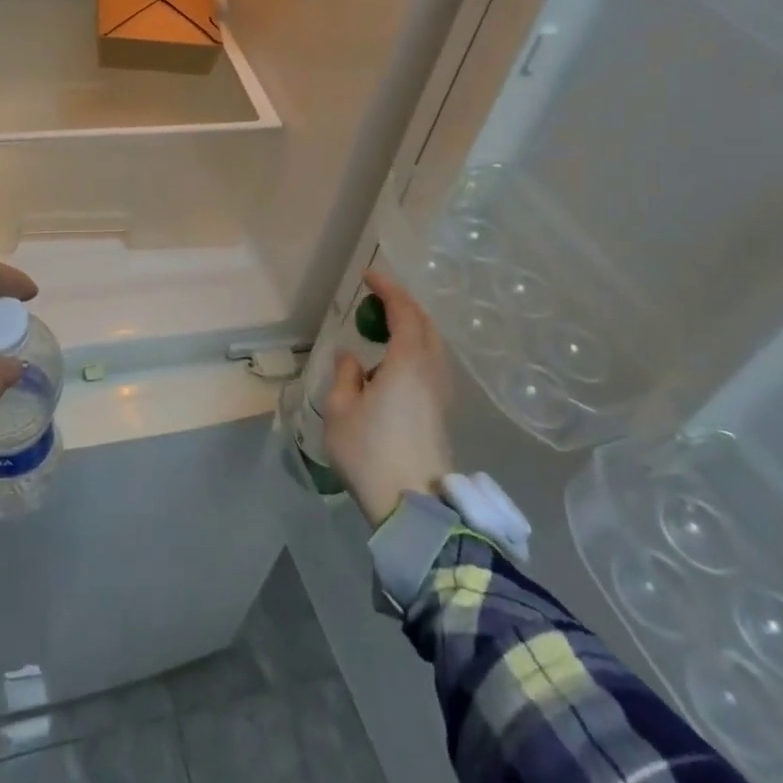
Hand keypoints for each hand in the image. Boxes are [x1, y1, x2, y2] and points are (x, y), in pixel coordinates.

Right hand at [322, 269, 454, 527]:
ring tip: (385, 327)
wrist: (413, 506)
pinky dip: (416, 347)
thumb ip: (346, 375)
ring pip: (433, 344)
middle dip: (403, 304)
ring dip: (412, 326)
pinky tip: (396, 363)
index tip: (369, 276)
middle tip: (376, 299)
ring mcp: (441, 393)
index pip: (404, 313)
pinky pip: (432, 363)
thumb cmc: (370, 453)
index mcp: (407, 364)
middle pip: (425, 324)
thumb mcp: (340, 411)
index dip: (388, 289)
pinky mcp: (442, 412)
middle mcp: (431, 371)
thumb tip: (352, 357)